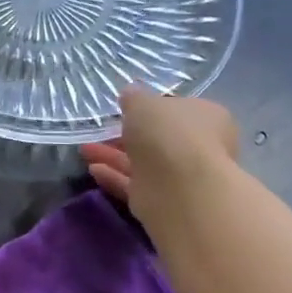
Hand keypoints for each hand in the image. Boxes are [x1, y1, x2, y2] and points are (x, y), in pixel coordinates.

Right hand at [81, 88, 238, 234]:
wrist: (179, 186)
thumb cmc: (168, 133)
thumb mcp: (144, 103)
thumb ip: (135, 98)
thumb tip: (131, 93)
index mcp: (206, 118)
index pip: (177, 110)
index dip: (151, 110)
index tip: (125, 110)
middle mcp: (198, 147)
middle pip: (157, 139)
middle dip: (125, 136)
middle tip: (98, 131)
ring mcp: (180, 176)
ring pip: (141, 163)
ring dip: (112, 156)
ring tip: (84, 149)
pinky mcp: (161, 199)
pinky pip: (134, 184)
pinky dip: (113, 176)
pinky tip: (93, 170)